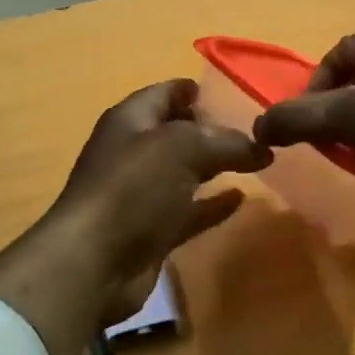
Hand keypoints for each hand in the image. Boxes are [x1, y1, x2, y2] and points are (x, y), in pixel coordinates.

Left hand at [0, 79, 270, 354]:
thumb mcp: (184, 148)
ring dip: (214, 167)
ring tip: (256, 162)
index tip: (233, 94)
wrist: (94, 263)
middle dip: (213, 130)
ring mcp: (140, 195)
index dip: (195, 91)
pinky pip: (188, 211)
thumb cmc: (133, 188)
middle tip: (255, 131)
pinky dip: (212, 204)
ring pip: (184, 173)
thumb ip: (225, 141)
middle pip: (177, 133)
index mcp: (131, 121)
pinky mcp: (151, 232)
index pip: (166, 93)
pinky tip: (240, 198)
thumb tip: (260, 147)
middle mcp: (133, 153)